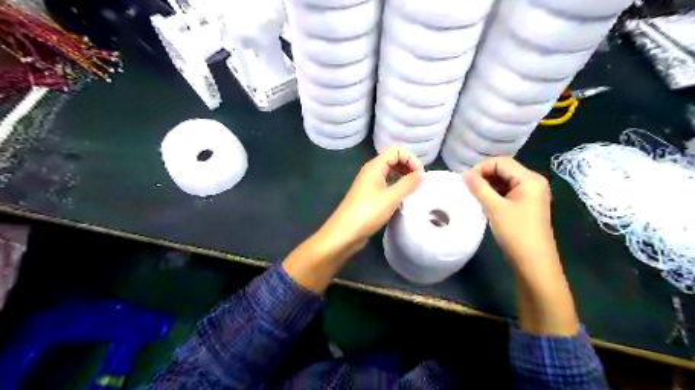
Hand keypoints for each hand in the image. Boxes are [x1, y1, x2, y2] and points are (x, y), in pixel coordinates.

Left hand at [281, 148, 422, 293]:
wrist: (344, 233)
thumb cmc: (367, 212)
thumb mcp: (391, 197)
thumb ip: (408, 184)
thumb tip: (422, 173)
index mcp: (374, 166)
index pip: (396, 151)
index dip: (410, 159)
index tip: (421, 175)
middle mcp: (371, 172)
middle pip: (393, 160)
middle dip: (408, 166)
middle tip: (420, 182)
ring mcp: (369, 185)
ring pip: (390, 173)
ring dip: (403, 177)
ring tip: (415, 189)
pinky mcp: (370, 197)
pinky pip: (386, 185)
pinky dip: (397, 187)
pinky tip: (404, 198)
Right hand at [463, 157, 556, 271]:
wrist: (534, 263)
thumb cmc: (516, 233)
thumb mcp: (495, 208)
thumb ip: (479, 188)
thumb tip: (464, 174)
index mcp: (530, 179)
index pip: (501, 162)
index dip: (481, 167)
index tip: (465, 181)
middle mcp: (533, 182)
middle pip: (504, 169)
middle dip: (484, 175)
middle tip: (466, 188)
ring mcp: (531, 194)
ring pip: (504, 180)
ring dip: (488, 185)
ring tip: (472, 195)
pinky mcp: (526, 204)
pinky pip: (507, 191)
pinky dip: (494, 193)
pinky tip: (483, 202)